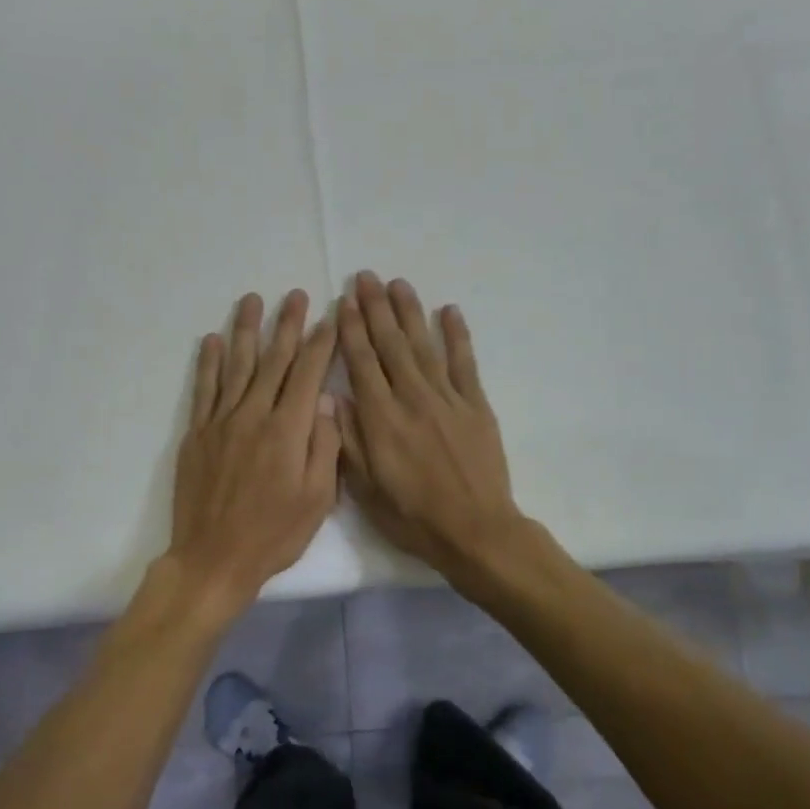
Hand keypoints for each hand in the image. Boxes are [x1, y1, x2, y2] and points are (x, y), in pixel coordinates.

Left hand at [167, 290, 340, 614]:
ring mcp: (221, 422)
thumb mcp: (317, 499)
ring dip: (246, 330)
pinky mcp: (197, 433)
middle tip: (295, 295)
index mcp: (288, 430)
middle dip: (287, 325)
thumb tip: (328, 401)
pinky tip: (211, 340)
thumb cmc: (274, 534)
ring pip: (236, 365)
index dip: (320, 343)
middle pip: (273, 360)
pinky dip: (207, 362)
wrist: (213, 558)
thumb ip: (324, 446)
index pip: (308, 374)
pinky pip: (204, 389)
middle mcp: (253, 415)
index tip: (329, 317)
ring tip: (252, 300)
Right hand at [337, 272, 522, 578]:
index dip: (351, 330)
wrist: (476, 531)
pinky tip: (449, 311)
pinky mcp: (476, 406)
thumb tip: (333, 397)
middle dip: (376, 308)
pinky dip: (457, 335)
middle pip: (391, 344)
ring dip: (410, 312)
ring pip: (424, 345)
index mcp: (381, 419)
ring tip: (398, 284)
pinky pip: (465, 363)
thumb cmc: (413, 517)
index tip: (343, 301)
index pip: (362, 363)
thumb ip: (348, 440)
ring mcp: (448, 399)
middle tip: (366, 277)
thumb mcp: (366, 489)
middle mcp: (412, 399)